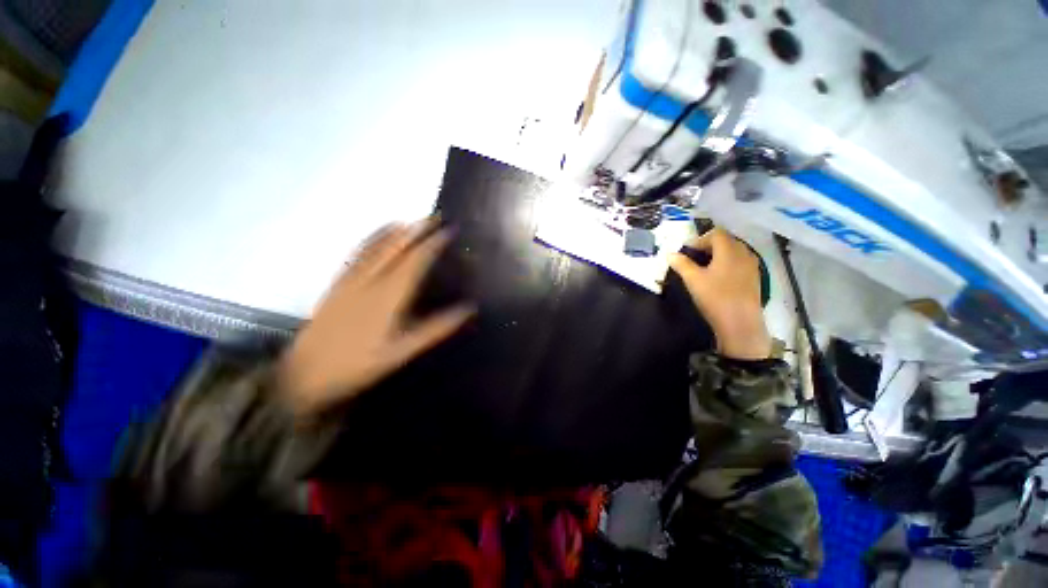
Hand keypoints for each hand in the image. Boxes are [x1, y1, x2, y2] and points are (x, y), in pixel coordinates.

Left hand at [278, 220, 474, 415]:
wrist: (304, 374)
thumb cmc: (359, 364)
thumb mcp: (403, 351)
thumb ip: (436, 329)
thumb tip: (467, 309)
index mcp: (389, 296)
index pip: (415, 261)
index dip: (432, 243)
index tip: (448, 231)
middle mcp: (370, 281)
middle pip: (395, 247)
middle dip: (416, 230)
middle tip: (433, 217)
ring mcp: (350, 280)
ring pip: (374, 247)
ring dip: (394, 231)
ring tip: (409, 220)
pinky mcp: (337, 284)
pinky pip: (356, 254)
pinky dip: (370, 240)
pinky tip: (375, 236)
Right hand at [669, 228, 771, 359]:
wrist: (740, 322)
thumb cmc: (715, 297)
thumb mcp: (693, 279)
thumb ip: (681, 264)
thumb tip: (670, 254)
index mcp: (729, 250)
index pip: (716, 233)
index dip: (700, 239)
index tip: (688, 252)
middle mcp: (744, 253)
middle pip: (727, 241)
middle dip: (709, 246)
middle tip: (694, 259)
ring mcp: (752, 266)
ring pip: (735, 252)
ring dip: (719, 255)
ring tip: (705, 268)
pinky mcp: (755, 278)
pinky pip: (740, 263)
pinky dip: (728, 264)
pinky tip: (719, 279)